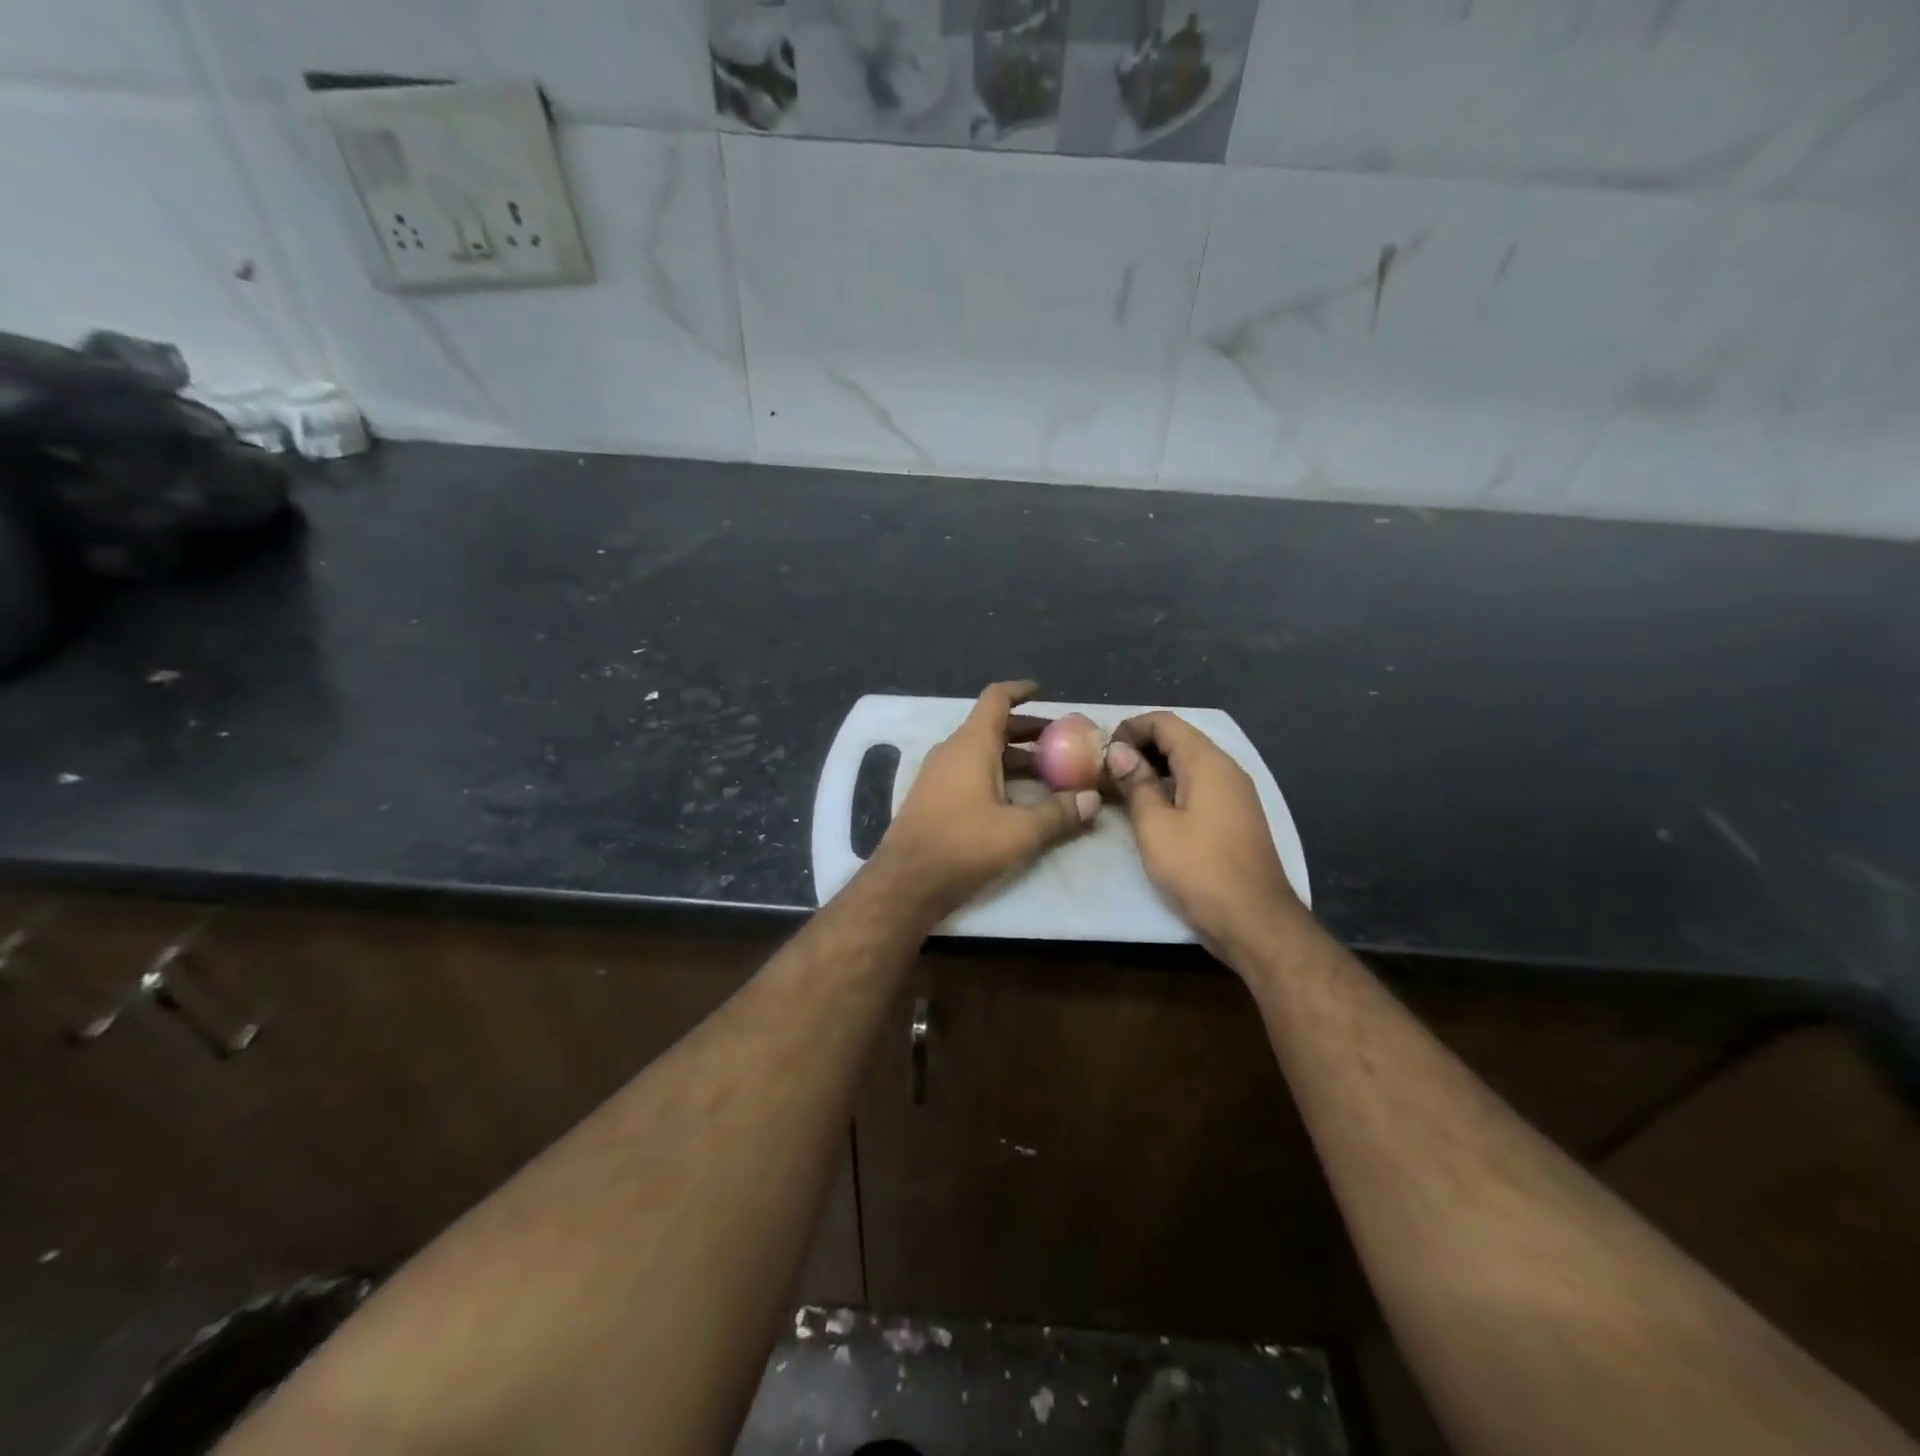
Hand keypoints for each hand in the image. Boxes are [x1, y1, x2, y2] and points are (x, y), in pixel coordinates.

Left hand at [867, 681, 1099, 922]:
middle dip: (1028, 731)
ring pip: (982, 753)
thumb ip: (1058, 813)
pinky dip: (996, 775)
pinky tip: (1017, 800)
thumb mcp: (1020, 831)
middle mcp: (952, 751)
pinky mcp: (933, 797)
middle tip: (1062, 742)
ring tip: (1049, 775)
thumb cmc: (963, 845)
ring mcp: (938, 774)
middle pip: (993, 727)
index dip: (1021, 691)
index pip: (996, 699)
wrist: (905, 881)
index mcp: (972, 744)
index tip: (1045, 692)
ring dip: (1014, 758)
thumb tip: (1093, 799)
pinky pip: (969, 772)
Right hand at [1104, 712, 1304, 957]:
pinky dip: (1172, 786)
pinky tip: (1151, 808)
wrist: (1254, 920)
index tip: (1101, 749)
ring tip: (1121, 787)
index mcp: (1207, 763)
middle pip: (1179, 739)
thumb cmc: (1199, 869)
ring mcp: (1235, 793)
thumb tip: (1118, 751)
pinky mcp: (1236, 817)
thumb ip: (1136, 783)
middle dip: (1140, 747)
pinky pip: (1200, 786)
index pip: (1165, 722)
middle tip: (1105, 768)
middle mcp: (1226, 769)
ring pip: (1190, 764)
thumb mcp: (1155, 826)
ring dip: (1155, 768)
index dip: (1130, 728)